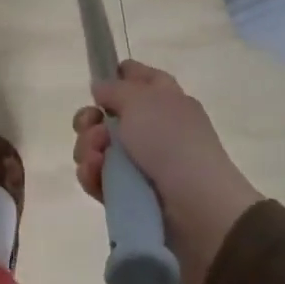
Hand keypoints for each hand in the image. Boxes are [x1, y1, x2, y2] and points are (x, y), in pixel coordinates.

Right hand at [72, 60, 262, 283]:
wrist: (196, 208)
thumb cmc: (171, 142)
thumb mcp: (141, 100)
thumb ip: (114, 89)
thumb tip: (100, 88)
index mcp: (165, 100)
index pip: (140, 77)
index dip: (117, 75)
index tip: (97, 83)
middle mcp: (153, 128)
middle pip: (109, 115)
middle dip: (90, 119)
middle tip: (91, 126)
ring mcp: (141, 163)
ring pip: (99, 147)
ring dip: (88, 148)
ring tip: (96, 157)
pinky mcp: (129, 194)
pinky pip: (99, 178)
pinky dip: (92, 174)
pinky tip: (93, 174)